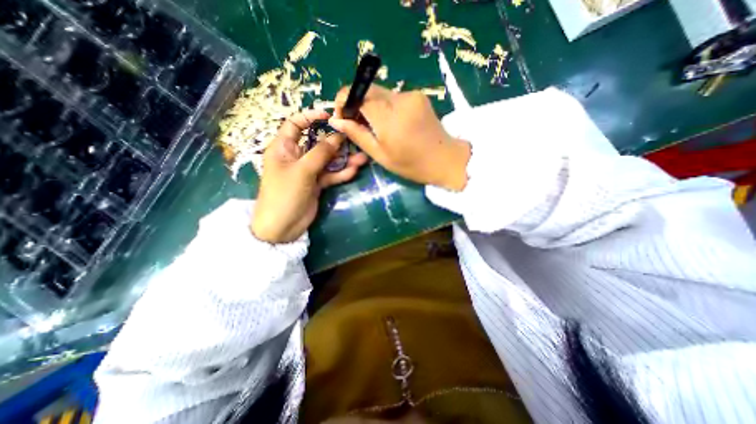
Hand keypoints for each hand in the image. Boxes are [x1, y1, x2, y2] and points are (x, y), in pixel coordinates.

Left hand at [252, 109, 366, 242]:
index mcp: (284, 147)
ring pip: (328, 160)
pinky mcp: (317, 184)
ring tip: (362, 158)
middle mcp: (296, 156)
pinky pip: (331, 174)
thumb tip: (337, 136)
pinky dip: (342, 173)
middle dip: (336, 141)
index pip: (295, 124)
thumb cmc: (284, 194)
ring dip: (344, 159)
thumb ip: (321, 153)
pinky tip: (354, 170)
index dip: (310, 117)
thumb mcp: (302, 170)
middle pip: (318, 142)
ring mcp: (308, 171)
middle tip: (354, 138)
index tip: (329, 116)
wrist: (282, 227)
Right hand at [329, 85, 470, 189]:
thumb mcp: (381, 155)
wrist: (446, 160)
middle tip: (356, 123)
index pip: (357, 93)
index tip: (342, 116)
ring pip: (380, 93)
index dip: (344, 100)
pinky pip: (393, 96)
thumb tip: (336, 121)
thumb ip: (357, 135)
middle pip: (368, 89)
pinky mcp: (419, 95)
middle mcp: (400, 99)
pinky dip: (385, 106)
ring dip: (371, 106)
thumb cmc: (412, 164)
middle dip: (357, 103)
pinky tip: (390, 123)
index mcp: (389, 117)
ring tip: (374, 126)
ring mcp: (412, 95)